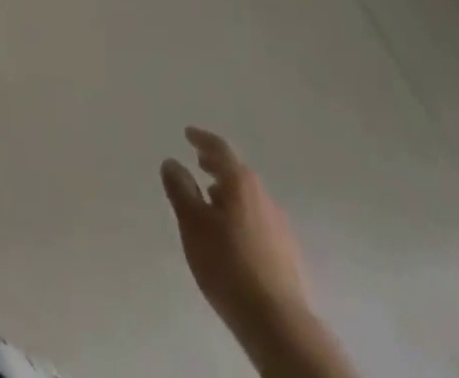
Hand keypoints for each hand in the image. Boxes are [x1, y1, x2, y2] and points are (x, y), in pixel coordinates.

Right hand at [161, 127, 308, 332]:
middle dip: (217, 166)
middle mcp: (263, 196)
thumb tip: (172, 162)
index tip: (188, 134)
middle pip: (237, 172)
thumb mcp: (192, 223)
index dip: (201, 139)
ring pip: (248, 198)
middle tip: (200, 163)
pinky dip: (240, 216)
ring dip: (229, 193)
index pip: (219, 149)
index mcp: (241, 182)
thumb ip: (180, 189)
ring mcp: (279, 226)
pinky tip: (231, 236)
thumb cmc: (228, 264)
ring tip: (211, 202)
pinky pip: (257, 221)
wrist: (278, 323)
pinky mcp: (286, 254)